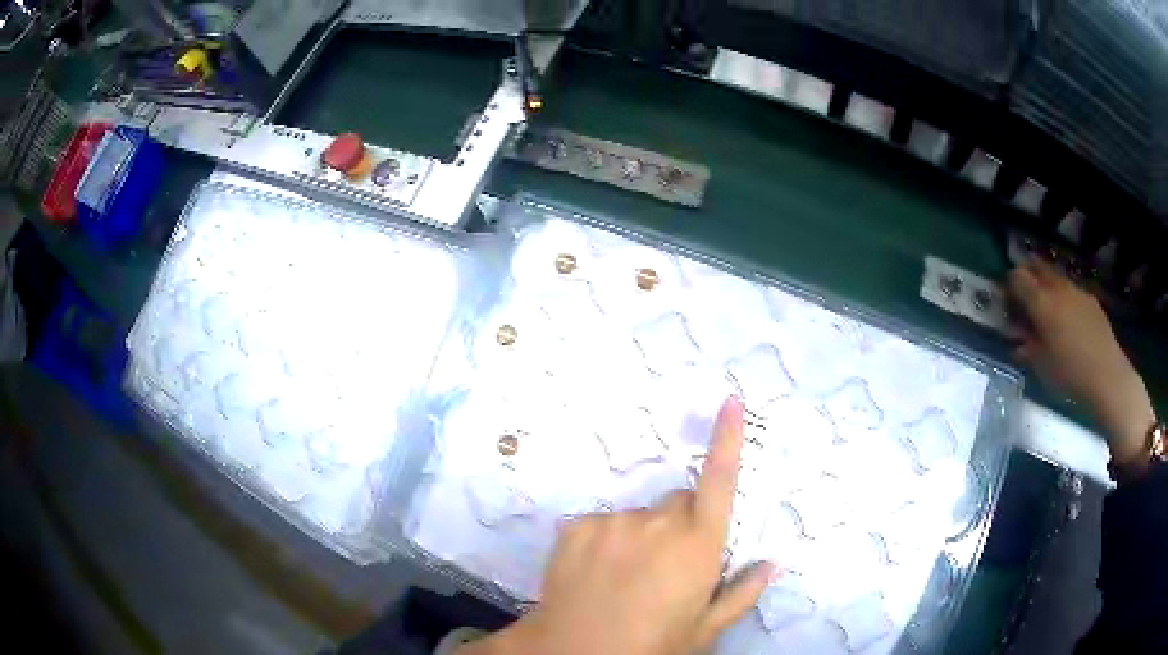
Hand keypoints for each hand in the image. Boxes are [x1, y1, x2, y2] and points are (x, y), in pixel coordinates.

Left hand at [464, 396, 776, 654]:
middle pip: (679, 504)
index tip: (729, 401)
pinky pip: (602, 524)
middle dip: (681, 524)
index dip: (727, 440)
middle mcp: (658, 523)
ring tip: (625, 578)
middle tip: (667, 566)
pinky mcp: (576, 526)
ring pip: (638, 517)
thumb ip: (741, 593)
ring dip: (640, 536)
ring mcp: (613, 521)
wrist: (573, 654)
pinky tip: (595, 574)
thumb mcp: (705, 629)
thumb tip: (772, 563)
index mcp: (698, 546)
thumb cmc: (652, 645)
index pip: (719, 482)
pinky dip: (604, 541)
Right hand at [1008, 259, 1153, 463]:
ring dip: (1047, 284)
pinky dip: (1064, 296)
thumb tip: (1016, 342)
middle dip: (1028, 275)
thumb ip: (1027, 348)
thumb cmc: (1070, 374)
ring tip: (1047, 306)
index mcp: (1041, 303)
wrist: (1106, 375)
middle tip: (1024, 294)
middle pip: (1037, 267)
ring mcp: (1076, 290)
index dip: (1010, 286)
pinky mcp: (1090, 298)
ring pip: (1055, 276)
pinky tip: (1069, 318)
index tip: (1008, 301)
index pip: (1017, 277)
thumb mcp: (1042, 367)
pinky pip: (1071, 289)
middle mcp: (1057, 288)